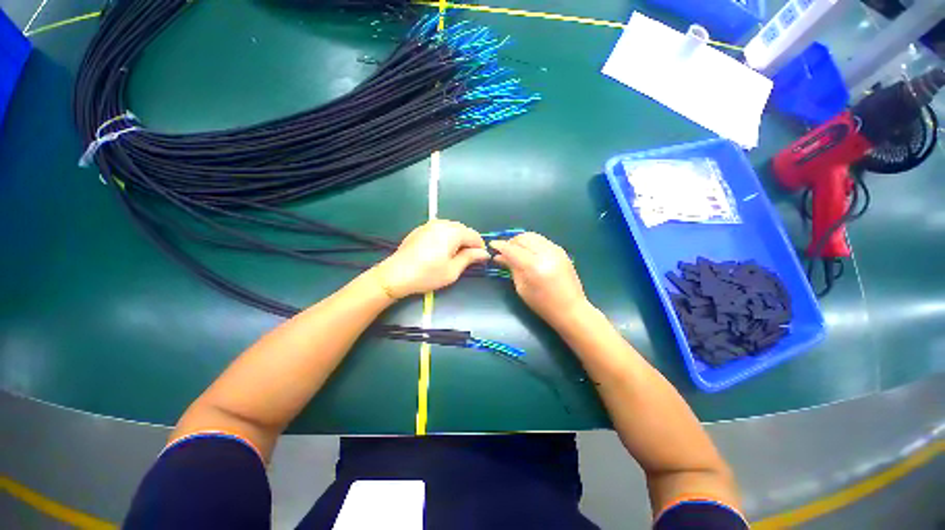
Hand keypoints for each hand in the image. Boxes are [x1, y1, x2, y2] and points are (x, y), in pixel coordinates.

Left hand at [374, 220, 489, 298]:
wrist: (396, 275)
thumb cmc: (427, 275)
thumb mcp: (453, 270)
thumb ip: (470, 258)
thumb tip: (484, 253)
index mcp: (452, 232)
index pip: (474, 236)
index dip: (480, 247)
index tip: (480, 259)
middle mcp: (442, 224)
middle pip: (463, 229)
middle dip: (468, 242)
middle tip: (467, 259)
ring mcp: (429, 224)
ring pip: (451, 228)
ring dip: (457, 239)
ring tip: (454, 255)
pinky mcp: (420, 229)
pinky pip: (440, 229)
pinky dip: (446, 237)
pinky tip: (440, 250)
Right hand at [490, 233, 589, 325]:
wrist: (570, 308)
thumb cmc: (542, 304)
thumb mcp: (521, 287)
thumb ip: (511, 268)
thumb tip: (499, 257)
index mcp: (533, 266)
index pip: (512, 249)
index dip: (500, 245)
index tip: (492, 245)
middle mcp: (545, 253)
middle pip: (522, 238)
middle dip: (511, 242)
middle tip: (504, 251)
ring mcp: (555, 250)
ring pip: (532, 236)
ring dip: (521, 241)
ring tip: (515, 250)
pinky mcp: (561, 250)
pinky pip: (541, 240)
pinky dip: (531, 243)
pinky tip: (528, 252)